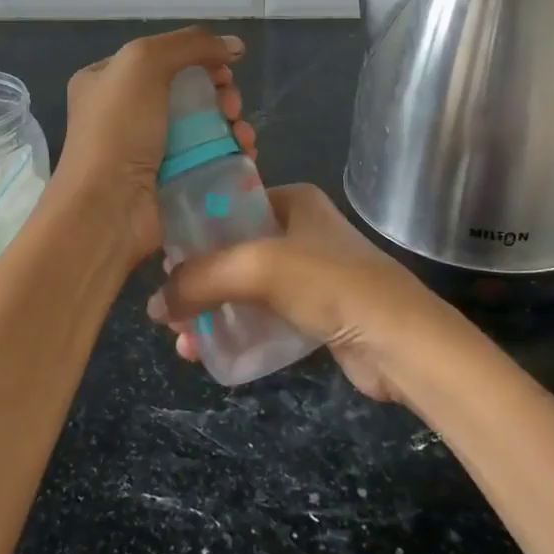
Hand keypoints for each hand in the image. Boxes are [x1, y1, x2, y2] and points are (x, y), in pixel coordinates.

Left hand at [51, 27, 254, 272]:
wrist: (107, 209)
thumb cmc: (118, 130)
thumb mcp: (144, 64)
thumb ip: (190, 44)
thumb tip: (234, 45)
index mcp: (106, 80)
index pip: (161, 58)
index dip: (199, 58)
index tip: (225, 70)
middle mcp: (124, 113)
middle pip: (188, 91)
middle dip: (220, 94)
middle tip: (232, 107)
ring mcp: (146, 150)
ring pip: (202, 125)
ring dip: (231, 124)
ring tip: (243, 136)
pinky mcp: (168, 181)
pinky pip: (206, 158)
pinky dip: (229, 153)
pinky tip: (245, 154)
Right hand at [146, 183, 445, 402]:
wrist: (400, 341)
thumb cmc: (329, 283)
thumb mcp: (256, 267)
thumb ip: (200, 278)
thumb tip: (153, 304)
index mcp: (293, 202)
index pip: (230, 206)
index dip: (194, 233)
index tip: (162, 263)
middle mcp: (301, 231)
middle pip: (232, 252)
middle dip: (197, 282)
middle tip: (167, 310)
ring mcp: (311, 274)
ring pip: (244, 289)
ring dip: (211, 312)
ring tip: (182, 341)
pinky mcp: (316, 313)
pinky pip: (263, 317)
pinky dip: (236, 331)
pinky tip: (208, 351)